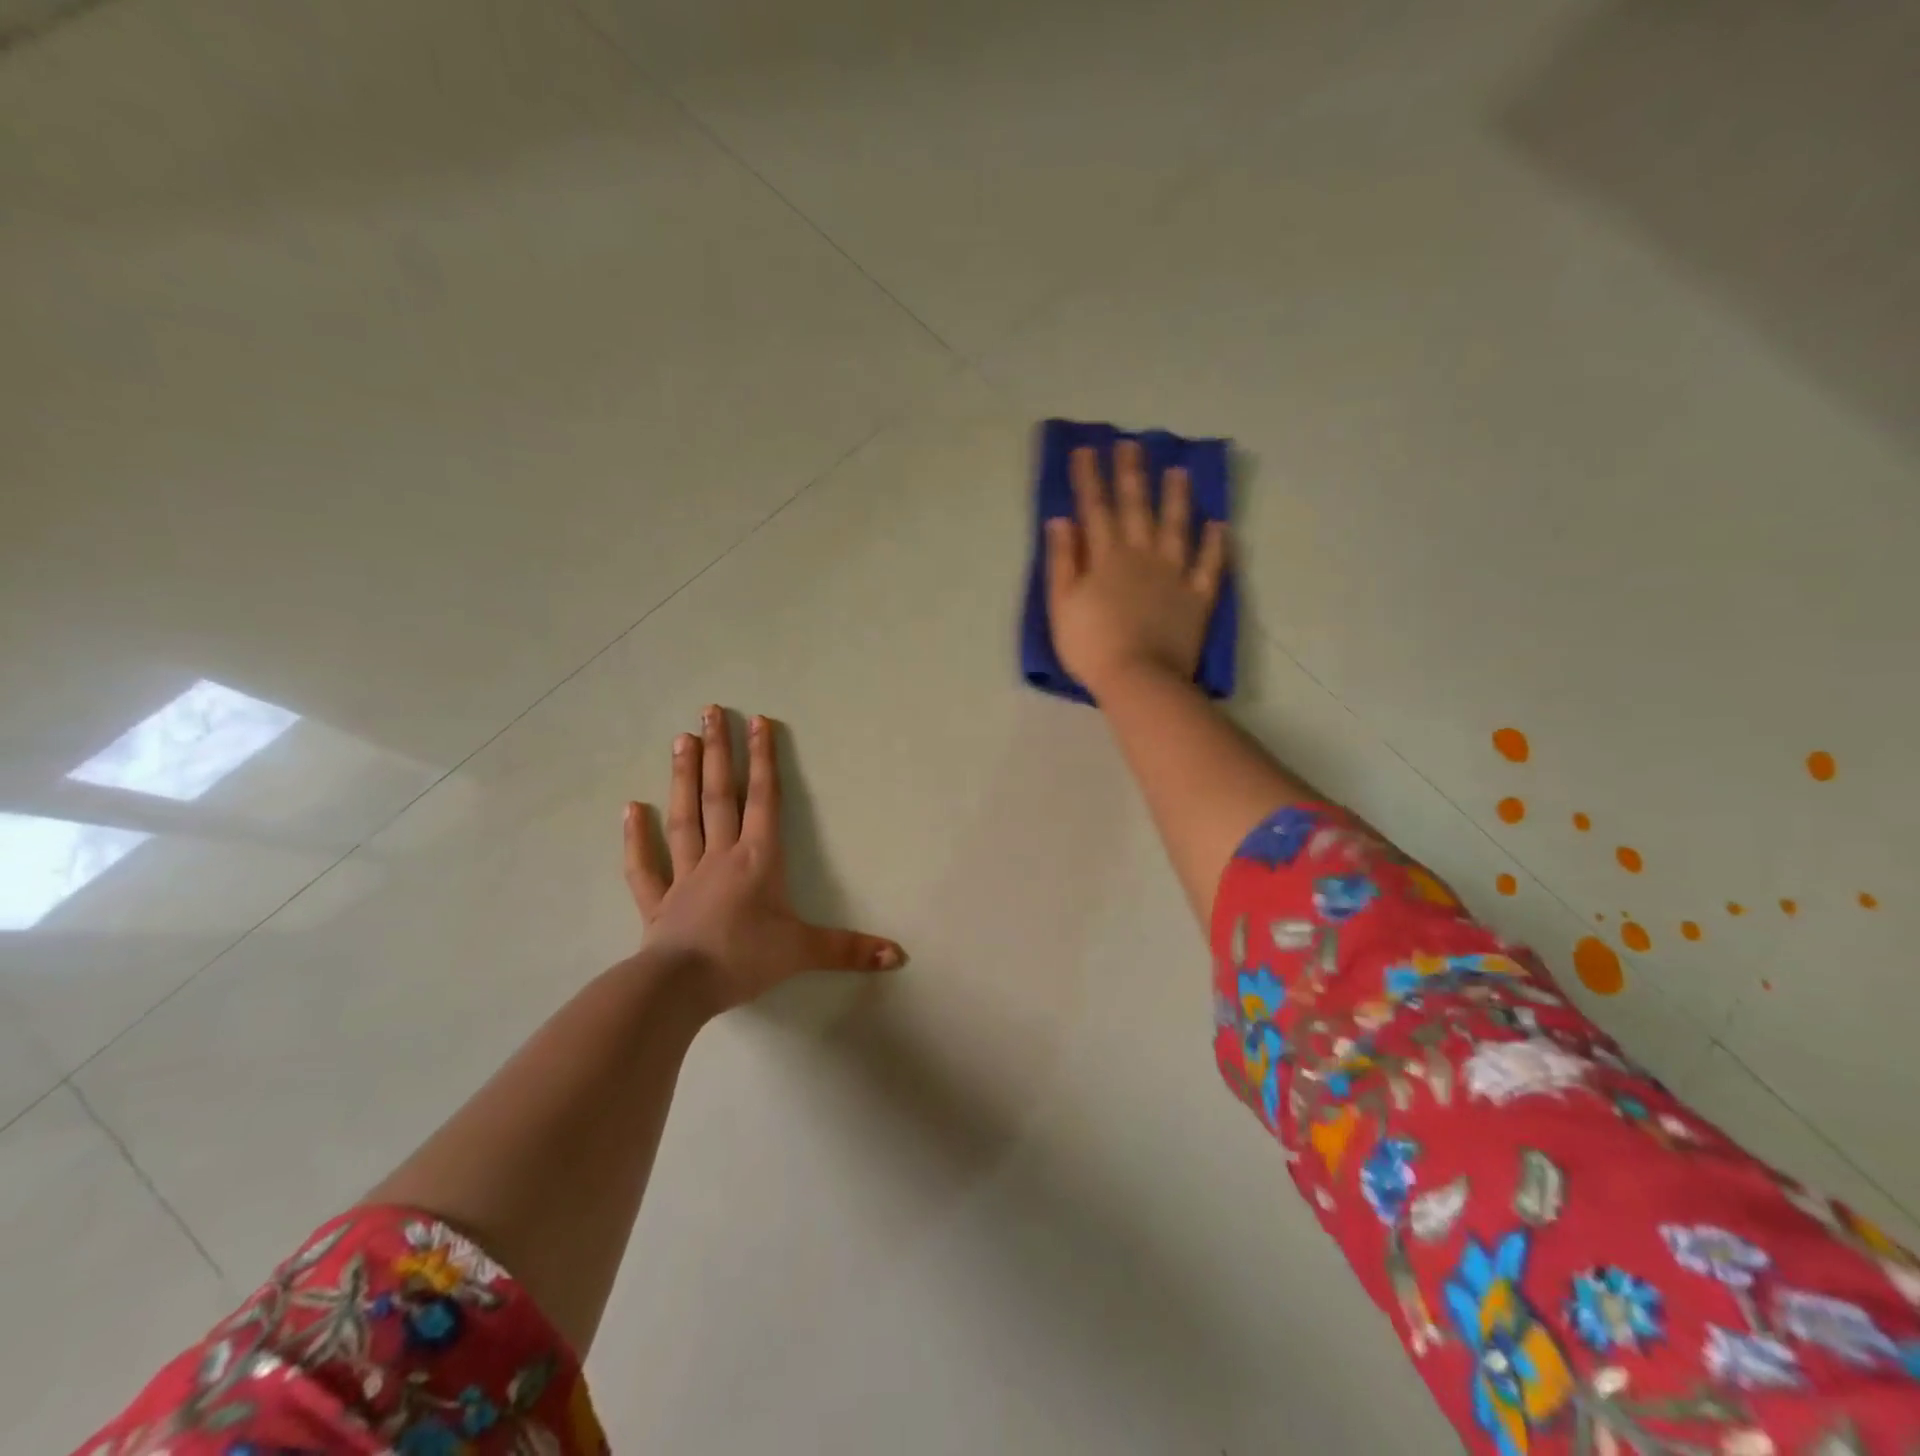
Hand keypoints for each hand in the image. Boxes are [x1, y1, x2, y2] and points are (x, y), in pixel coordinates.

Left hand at [623, 706, 905, 1014]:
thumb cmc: (745, 959)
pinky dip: (636, 838)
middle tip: (709, 712)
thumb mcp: (804, 952)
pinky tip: (630, 808)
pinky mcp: (658, 903)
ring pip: (684, 818)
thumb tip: (899, 955)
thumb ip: (850, 949)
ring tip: (681, 740)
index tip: (758, 721)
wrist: (680, 988)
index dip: (763, 760)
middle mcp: (720, 857)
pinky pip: (645, 866)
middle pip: (720, 796)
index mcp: (757, 860)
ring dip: (683, 778)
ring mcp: (685, 876)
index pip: (763, 800)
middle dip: (719, 753)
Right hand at [1045, 440, 1227, 697]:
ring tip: (1179, 471)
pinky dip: (1216, 544)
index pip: (1095, 508)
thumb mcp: (1062, 604)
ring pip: (1177, 526)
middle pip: (1136, 507)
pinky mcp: (1198, 596)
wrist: (1139, 679)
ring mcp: (1174, 574)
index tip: (1086, 449)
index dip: (1089, 478)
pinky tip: (1219, 525)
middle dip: (1131, 474)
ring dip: (1177, 497)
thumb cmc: (1092, 645)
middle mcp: (1142, 555)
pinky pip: (1210, 564)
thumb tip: (1061, 520)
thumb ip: (1063, 560)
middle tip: (1132, 444)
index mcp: (1106, 557)